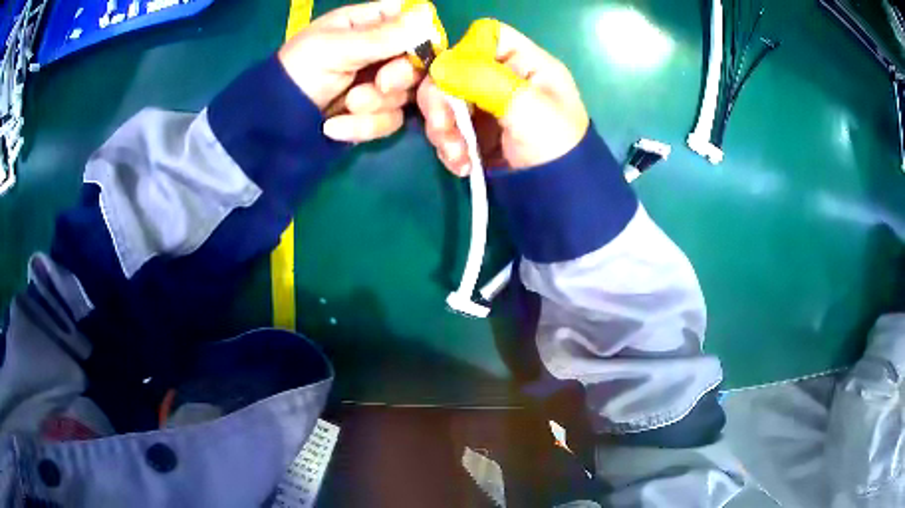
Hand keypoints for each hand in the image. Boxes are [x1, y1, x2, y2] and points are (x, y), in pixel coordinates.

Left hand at [278, 1, 437, 142]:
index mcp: (368, 24)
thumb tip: (426, 16)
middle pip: (418, 60)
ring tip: (346, 106)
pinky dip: (364, 127)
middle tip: (381, 83)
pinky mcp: (374, 115)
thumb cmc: (298, 73)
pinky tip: (334, 128)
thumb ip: (381, 36)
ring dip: (375, 104)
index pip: (412, 20)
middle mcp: (379, 51)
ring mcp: (378, 84)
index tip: (416, 49)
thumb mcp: (334, 48)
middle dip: (400, 76)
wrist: (273, 126)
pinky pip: (390, 121)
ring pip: (406, 94)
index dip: (422, 35)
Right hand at [417, 19, 589, 175]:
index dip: (465, 51)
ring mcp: (486, 104)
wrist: (558, 196)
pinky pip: (447, 127)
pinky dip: (449, 147)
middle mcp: (502, 78)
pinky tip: (462, 165)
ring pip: (444, 99)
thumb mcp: (526, 107)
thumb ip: (483, 80)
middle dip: (442, 100)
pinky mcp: (475, 130)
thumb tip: (438, 65)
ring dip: (443, 129)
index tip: (455, 79)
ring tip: (459, 157)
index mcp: (525, 63)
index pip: (487, 36)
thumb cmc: (553, 145)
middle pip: (454, 68)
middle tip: (444, 128)